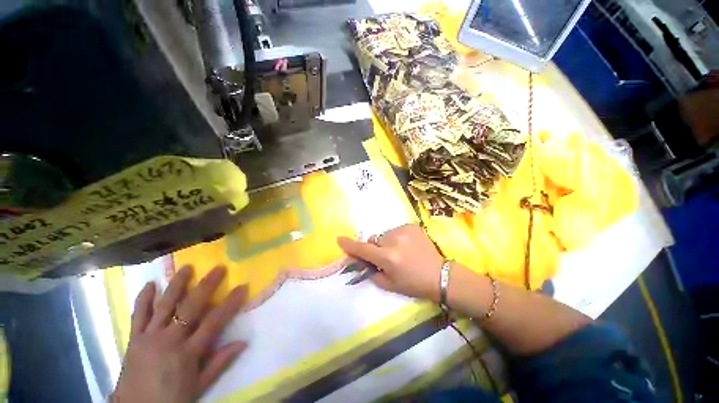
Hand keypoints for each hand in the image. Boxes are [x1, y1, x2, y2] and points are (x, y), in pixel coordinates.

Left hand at [112, 266, 246, 402]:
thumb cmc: (172, 399)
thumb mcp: (199, 386)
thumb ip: (220, 363)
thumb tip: (243, 342)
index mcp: (187, 353)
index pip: (214, 322)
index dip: (230, 303)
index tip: (242, 287)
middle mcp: (169, 340)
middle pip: (190, 307)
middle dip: (206, 285)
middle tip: (219, 268)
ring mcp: (149, 337)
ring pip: (164, 305)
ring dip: (176, 285)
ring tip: (187, 267)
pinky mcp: (134, 339)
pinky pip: (138, 315)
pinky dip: (144, 299)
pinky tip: (150, 284)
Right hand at [337, 224, 444, 301]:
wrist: (440, 275)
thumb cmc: (414, 284)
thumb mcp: (390, 285)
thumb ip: (372, 272)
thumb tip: (362, 261)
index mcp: (388, 257)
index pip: (363, 249)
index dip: (350, 245)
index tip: (339, 239)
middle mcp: (394, 241)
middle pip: (374, 239)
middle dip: (375, 247)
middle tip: (386, 257)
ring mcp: (404, 231)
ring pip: (385, 234)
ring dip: (387, 242)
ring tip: (400, 251)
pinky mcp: (412, 226)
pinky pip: (396, 230)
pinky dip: (398, 237)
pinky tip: (408, 246)